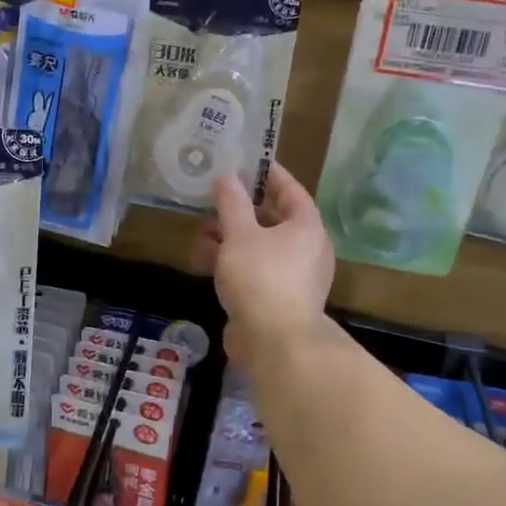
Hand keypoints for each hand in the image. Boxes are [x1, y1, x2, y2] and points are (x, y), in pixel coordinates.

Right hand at [195, 164, 335, 367]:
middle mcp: (307, 249)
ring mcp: (293, 277)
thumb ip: (231, 202)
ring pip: (258, 248)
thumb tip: (227, 176)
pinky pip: (254, 271)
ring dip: (228, 240)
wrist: (275, 342)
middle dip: (237, 213)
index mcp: (307, 227)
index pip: (290, 190)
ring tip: (199, 239)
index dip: (268, 174)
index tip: (247, 162)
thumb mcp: (239, 234)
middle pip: (271, 220)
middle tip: (212, 204)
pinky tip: (204, 265)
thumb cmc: (261, 277)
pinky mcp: (277, 299)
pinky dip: (232, 264)